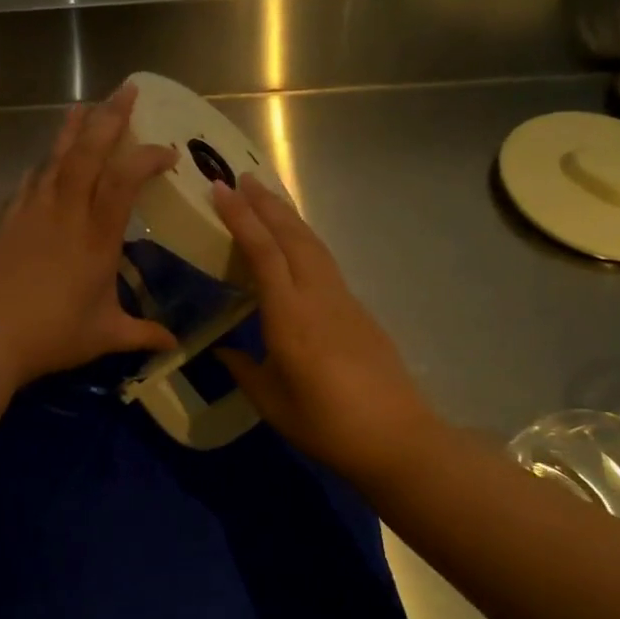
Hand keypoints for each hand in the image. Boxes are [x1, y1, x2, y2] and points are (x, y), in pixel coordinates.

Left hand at [0, 83, 179, 388]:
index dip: (147, 157)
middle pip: (88, 152)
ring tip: (83, 105)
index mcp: (96, 237)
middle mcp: (65, 213)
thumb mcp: (104, 336)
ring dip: (72, 129)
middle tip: (126, 90)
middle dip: (109, 117)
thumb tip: (174, 345)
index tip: (168, 153)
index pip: (124, 179)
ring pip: (55, 158)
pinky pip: (29, 181)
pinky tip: (43, 161)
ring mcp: (32, 212)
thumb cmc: (50, 335)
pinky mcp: (8, 220)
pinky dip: (42, 165)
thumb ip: (142, 334)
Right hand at [211, 173, 444, 477]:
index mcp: (290, 317)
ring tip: (267, 197)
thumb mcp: (272, 402)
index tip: (220, 190)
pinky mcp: (358, 310)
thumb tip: (222, 352)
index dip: (241, 218)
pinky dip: (304, 240)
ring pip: (313, 244)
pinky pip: (324, 262)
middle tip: (241, 178)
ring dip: (288, 216)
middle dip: (266, 204)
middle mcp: (318, 297)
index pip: (263, 253)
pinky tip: (295, 244)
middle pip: (292, 236)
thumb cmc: (327, 425)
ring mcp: (343, 300)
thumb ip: (244, 370)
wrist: (399, 440)